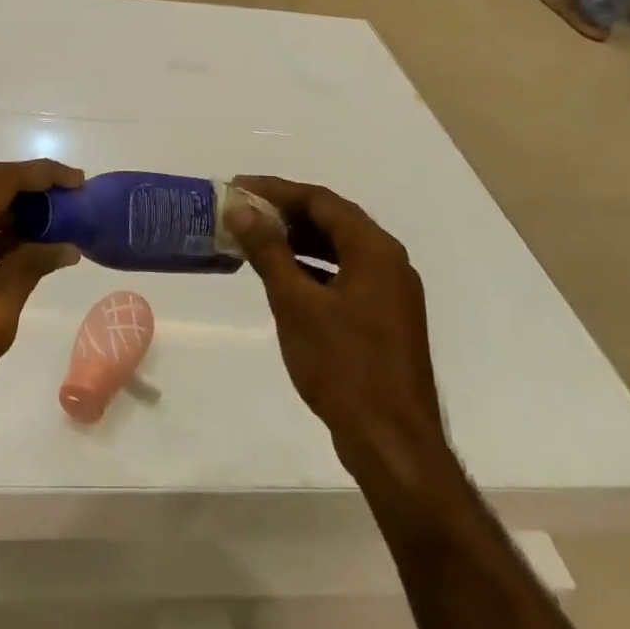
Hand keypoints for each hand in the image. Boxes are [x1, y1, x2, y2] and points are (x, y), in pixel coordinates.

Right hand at [227, 177, 450, 482]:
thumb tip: (241, 209)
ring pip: (340, 248)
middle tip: (242, 210)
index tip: (238, 186)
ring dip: (299, 239)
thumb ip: (268, 251)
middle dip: (286, 212)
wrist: (391, 442)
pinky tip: (285, 277)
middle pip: (333, 220)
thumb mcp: (296, 304)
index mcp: (374, 250)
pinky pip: (345, 275)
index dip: (276, 190)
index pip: (321, 200)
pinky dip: (313, 267)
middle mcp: (389, 262)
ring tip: (256, 237)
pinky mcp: (385, 318)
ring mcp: (391, 292)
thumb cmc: (343, 365)